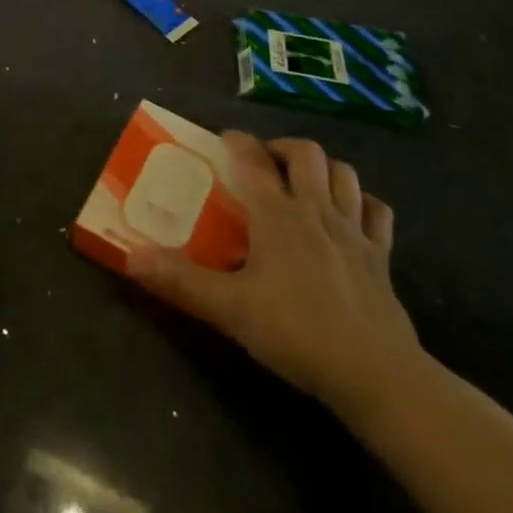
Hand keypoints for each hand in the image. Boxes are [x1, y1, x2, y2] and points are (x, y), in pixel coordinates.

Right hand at [126, 134, 421, 418]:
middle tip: (265, 162)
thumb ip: (181, 281)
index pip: (254, 160)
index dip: (238, 141)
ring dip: (324, 168)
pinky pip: (378, 213)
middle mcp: (316, 211)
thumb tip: (131, 257)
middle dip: (283, 147)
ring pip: (345, 175)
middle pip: (306, 153)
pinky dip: (363, 203)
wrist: (376, 374)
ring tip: (305, 180)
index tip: (224, 138)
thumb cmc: (296, 331)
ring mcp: (354, 232)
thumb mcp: (229, 308)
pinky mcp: (381, 258)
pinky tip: (352, 214)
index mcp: (278, 215)